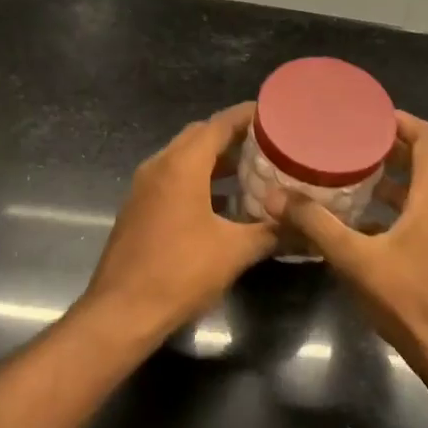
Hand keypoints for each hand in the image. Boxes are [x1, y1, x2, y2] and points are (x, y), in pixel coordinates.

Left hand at [81, 103, 278, 338]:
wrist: (121, 313)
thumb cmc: (180, 273)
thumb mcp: (235, 252)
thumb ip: (272, 232)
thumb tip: (306, 227)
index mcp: (182, 166)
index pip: (218, 124)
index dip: (248, 116)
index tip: (275, 114)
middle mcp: (159, 167)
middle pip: (199, 137)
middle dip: (233, 137)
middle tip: (268, 144)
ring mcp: (144, 188)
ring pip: (184, 159)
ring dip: (216, 161)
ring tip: (253, 171)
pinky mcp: (139, 209)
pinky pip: (173, 180)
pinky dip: (199, 181)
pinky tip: (225, 204)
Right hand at [283, 112, 427, 379]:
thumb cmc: (411, 299)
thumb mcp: (356, 259)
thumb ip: (316, 225)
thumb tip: (276, 197)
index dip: (401, 121)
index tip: (367, 117)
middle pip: (424, 161)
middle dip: (387, 149)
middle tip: (347, 144)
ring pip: (420, 190)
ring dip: (389, 181)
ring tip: (347, 177)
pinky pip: (420, 214)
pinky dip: (394, 208)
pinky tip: (359, 223)